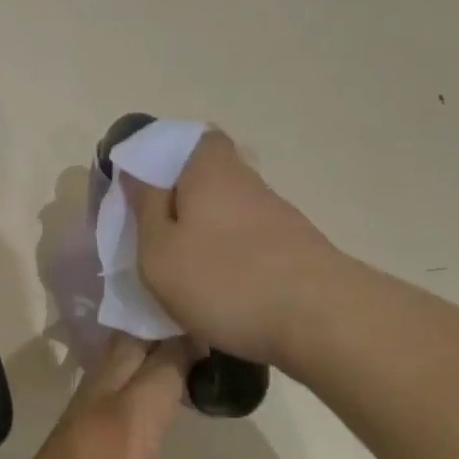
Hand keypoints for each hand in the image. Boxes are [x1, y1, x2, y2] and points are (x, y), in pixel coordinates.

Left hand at [0, 336, 222, 458]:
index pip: (159, 368)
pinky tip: (110, 432)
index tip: (199, 331)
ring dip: (117, 372)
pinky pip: (76, 424)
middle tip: (172, 328)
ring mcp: (54, 448)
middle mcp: (85, 422)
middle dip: (146, 339)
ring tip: (142, 368)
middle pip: (116, 360)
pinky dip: (101, 409)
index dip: (182, 347)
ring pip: (90, 389)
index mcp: (124, 426)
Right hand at [125, 130, 340, 369]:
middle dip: (183, 200)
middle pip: (209, 176)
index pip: (193, 138)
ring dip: (207, 233)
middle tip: (157, 236)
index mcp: (209, 169)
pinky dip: (232, 258)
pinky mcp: (295, 249)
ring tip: (185, 274)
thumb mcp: (160, 251)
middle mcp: (247, 181)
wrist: (322, 321)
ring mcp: (277, 215)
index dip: (167, 155)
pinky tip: (222, 293)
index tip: (145, 186)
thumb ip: (145, 207)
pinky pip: (250, 241)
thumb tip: (136, 172)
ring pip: (229, 211)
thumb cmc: (226, 280)